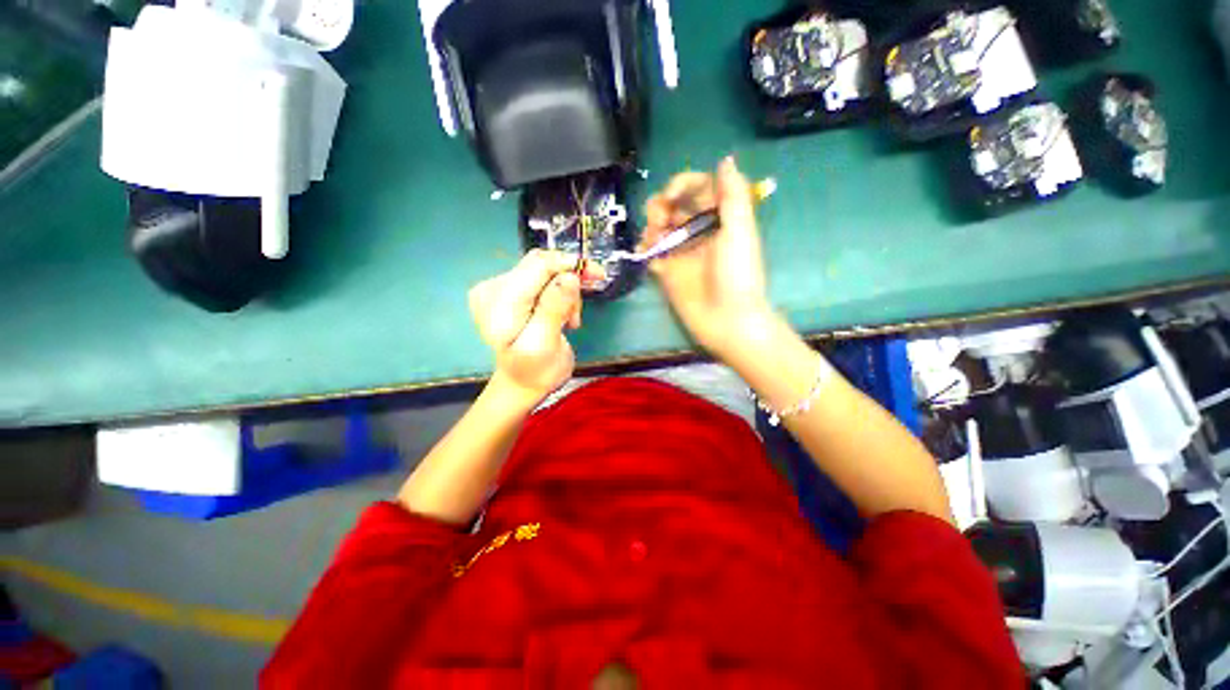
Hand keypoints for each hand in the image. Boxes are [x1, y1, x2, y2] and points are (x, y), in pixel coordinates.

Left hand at [469, 250, 589, 402]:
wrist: (524, 382)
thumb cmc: (536, 370)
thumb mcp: (545, 345)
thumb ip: (553, 309)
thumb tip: (569, 276)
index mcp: (498, 304)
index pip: (536, 267)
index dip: (568, 264)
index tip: (596, 273)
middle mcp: (494, 289)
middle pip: (541, 264)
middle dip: (569, 279)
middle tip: (589, 297)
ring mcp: (501, 288)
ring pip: (546, 270)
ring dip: (566, 290)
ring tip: (571, 319)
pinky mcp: (512, 290)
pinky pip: (543, 278)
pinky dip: (560, 292)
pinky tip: (564, 312)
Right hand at [643, 157, 773, 358]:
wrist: (726, 320)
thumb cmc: (737, 274)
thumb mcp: (740, 231)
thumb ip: (732, 195)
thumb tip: (726, 159)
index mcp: (719, 218)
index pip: (698, 189)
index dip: (683, 184)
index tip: (672, 194)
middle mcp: (699, 231)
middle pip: (674, 205)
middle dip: (663, 204)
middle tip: (661, 218)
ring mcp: (681, 251)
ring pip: (659, 226)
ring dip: (652, 224)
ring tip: (653, 238)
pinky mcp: (667, 271)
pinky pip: (651, 252)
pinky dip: (645, 247)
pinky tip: (646, 251)